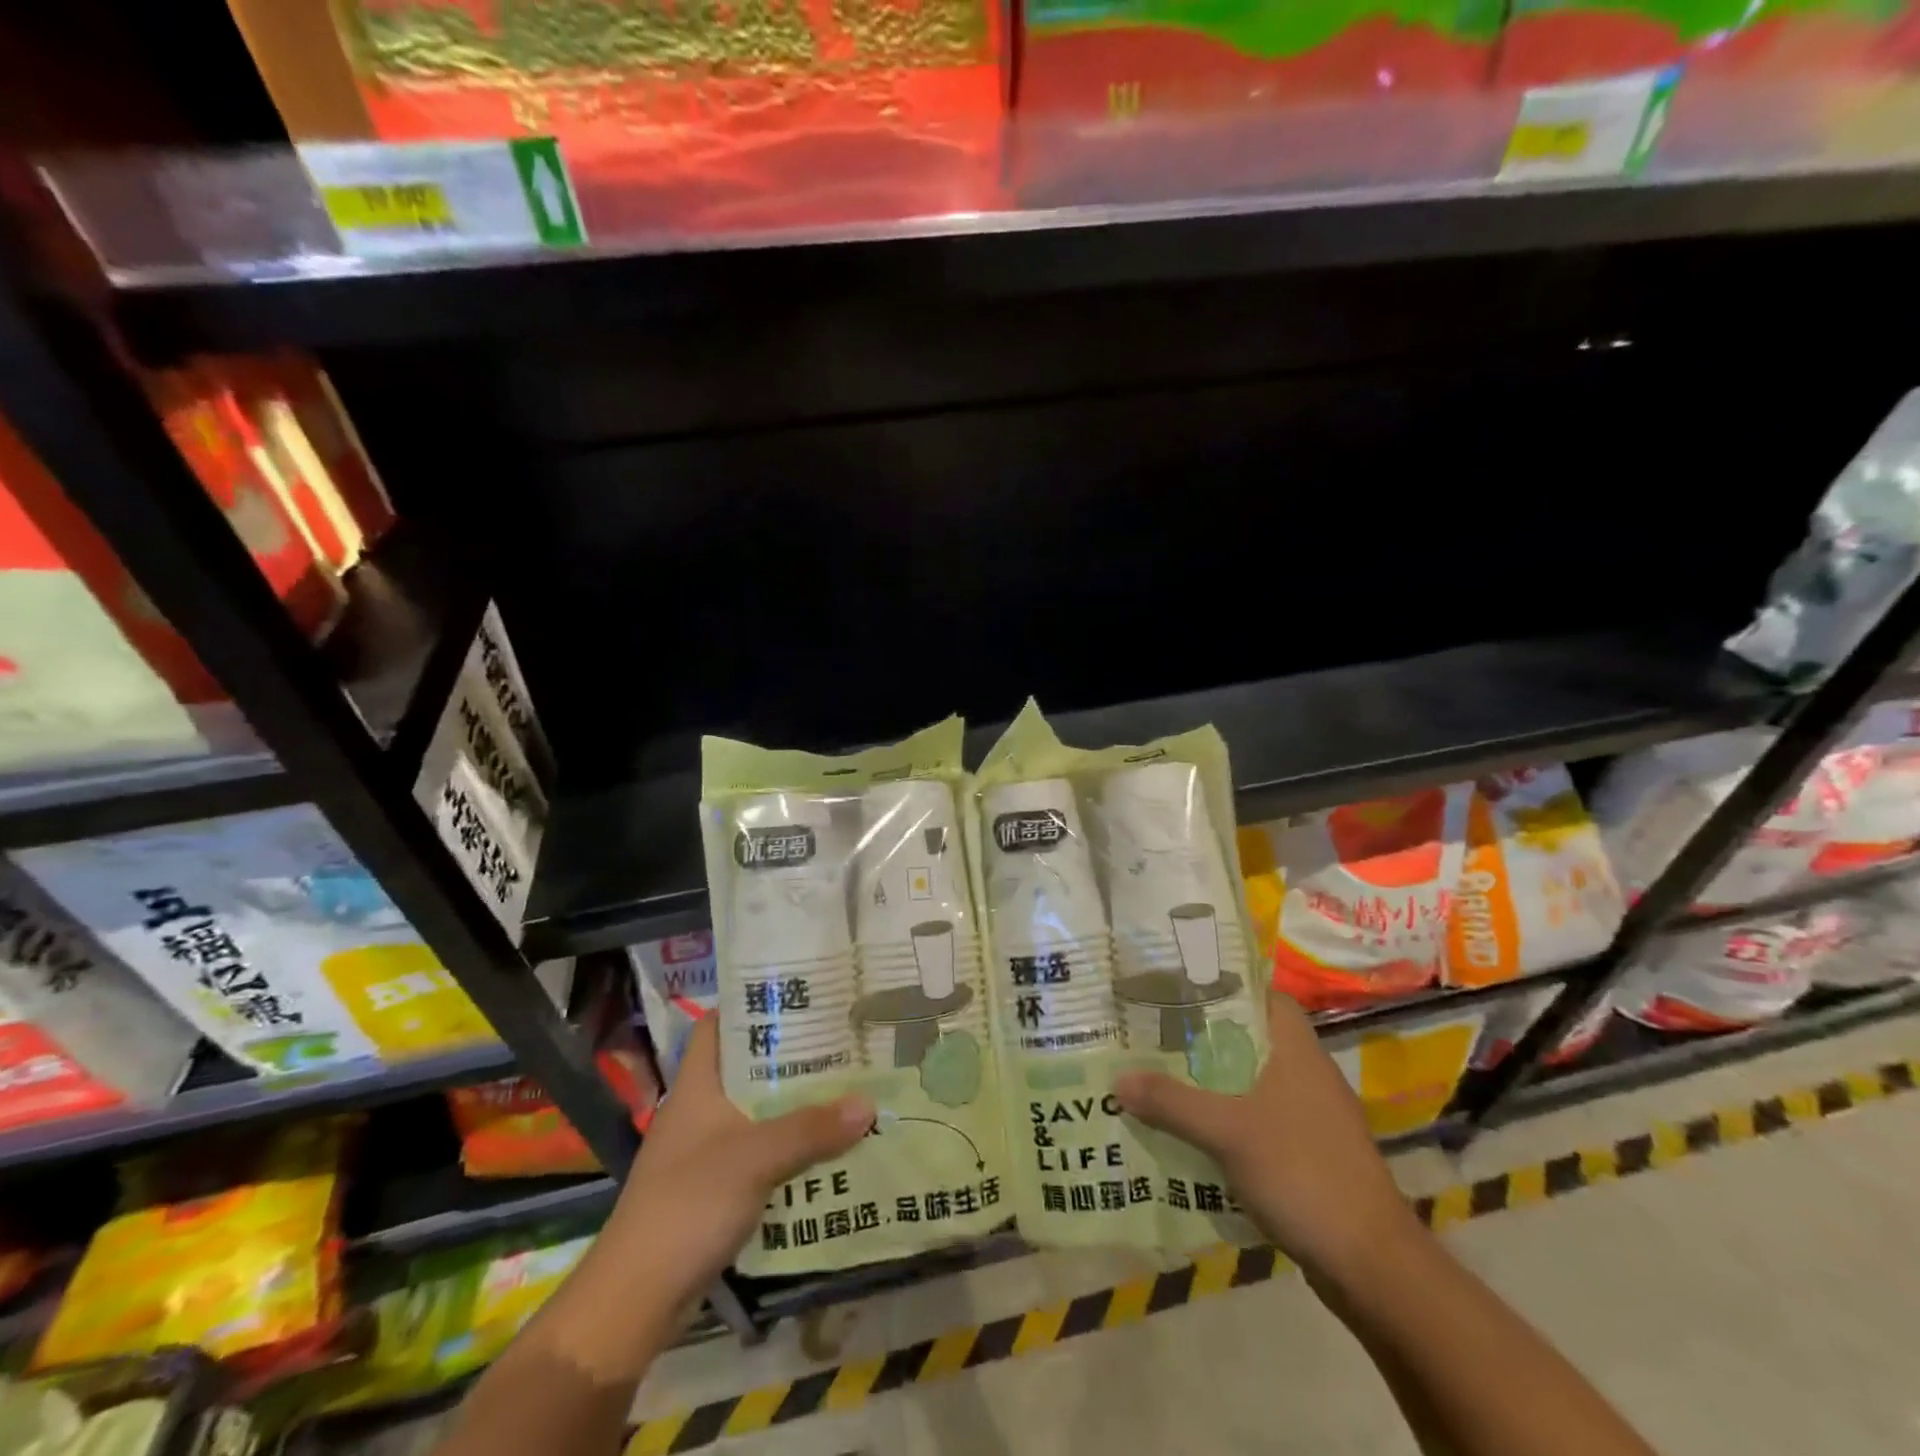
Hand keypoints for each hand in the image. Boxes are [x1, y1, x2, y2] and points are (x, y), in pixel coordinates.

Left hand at [600, 1017, 874, 1309]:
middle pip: (750, 1068)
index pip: (720, 1025)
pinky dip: (790, 1148)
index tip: (801, 994)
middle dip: (793, 1057)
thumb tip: (869, 1103)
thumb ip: (812, 1129)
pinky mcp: (715, 1190)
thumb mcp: (755, 1158)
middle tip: (842, 1042)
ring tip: (847, 1087)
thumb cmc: (688, 1205)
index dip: (754, 1004)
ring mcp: (706, 1151)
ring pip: (759, 1113)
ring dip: (797, 1106)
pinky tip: (828, 1147)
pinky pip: (761, 1154)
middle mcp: (700, 1110)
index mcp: (698, 1086)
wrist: (635, 1299)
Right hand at [1114, 994, 1423, 1285]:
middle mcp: (1308, 1074)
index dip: (1226, 987)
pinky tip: (1192, 1134)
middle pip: (1251, 1040)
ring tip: (1161, 1078)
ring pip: (1252, 1083)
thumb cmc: (1302, 1173)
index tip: (1180, 989)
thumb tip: (1117, 1079)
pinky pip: (1259, 1122)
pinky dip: (1227, 1121)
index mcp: (1298, 1050)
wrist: (1371, 1265)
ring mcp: (1312, 1118)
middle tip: (1155, 1033)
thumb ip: (1172, 1102)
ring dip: (1212, 1083)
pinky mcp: (1309, 1156)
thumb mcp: (1227, 1132)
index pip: (1264, 996)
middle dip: (1204, 1038)